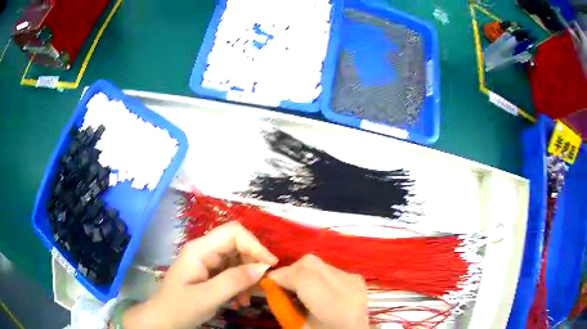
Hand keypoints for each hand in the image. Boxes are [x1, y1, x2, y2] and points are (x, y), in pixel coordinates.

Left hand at [121, 222, 277, 328]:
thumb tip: (263, 267)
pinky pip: (232, 273)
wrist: (163, 320)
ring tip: (247, 300)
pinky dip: (240, 286)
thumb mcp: (207, 297)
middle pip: (237, 245)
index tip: (270, 266)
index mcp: (199, 250)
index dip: (254, 245)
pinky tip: (239, 302)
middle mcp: (204, 251)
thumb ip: (234, 281)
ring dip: (247, 279)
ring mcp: (207, 262)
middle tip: (260, 287)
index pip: (233, 232)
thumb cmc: (180, 307)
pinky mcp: (210, 274)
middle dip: (252, 265)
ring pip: (237, 260)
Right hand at [269, 254, 368, 328]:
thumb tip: (268, 283)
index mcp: (334, 305)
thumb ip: (283, 304)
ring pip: (317, 262)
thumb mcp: (299, 326)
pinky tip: (315, 290)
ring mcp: (355, 279)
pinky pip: (327, 267)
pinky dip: (314, 275)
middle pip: (310, 263)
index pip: (303, 277)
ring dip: (302, 272)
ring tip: (299, 290)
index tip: (267, 283)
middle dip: (289, 271)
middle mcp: (348, 287)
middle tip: (282, 286)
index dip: (280, 276)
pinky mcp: (356, 277)